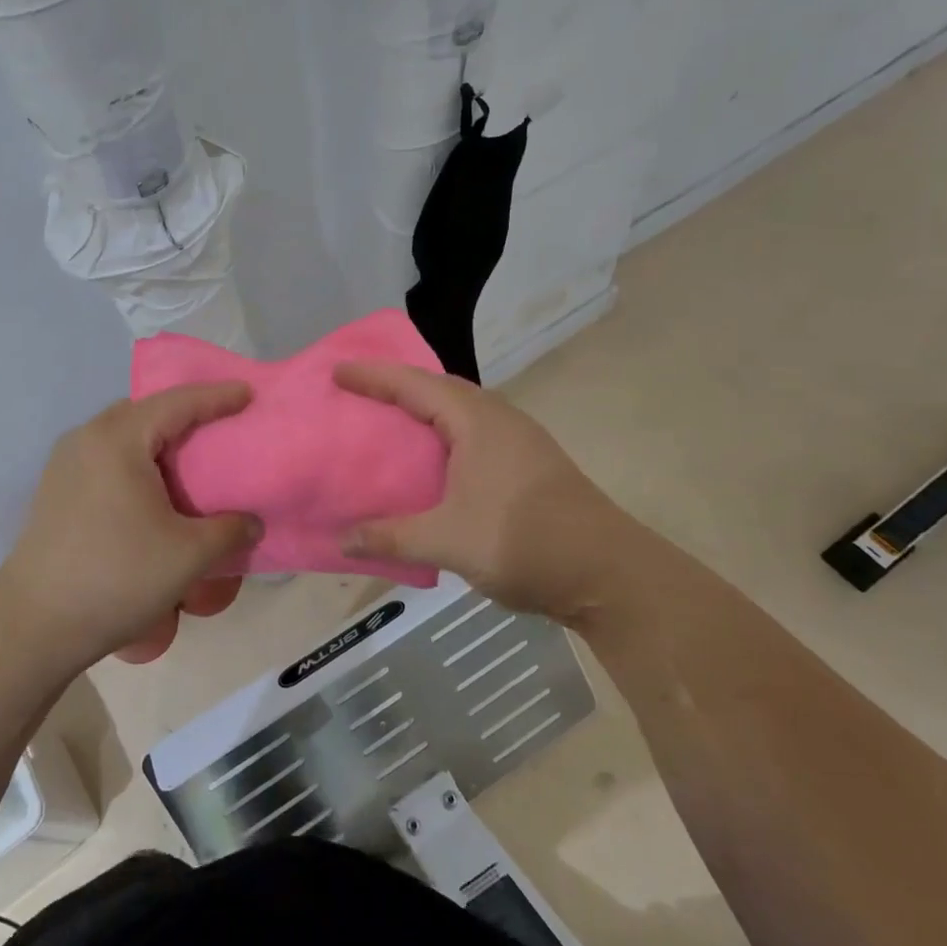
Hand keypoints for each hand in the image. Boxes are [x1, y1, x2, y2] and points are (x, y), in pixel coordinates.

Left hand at [0, 383, 260, 668]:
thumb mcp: (188, 556)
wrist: (35, 625)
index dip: (216, 397)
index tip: (248, 393)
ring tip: (190, 456)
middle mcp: (86, 438)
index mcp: (118, 440)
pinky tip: (153, 488)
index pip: (177, 403)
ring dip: (157, 438)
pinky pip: (106, 456)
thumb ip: (230, 531)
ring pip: (122, 434)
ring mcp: (65, 463)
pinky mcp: (56, 489)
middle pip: (145, 411)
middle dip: (185, 412)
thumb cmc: (117, 578)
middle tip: (221, 424)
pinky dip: (136, 458)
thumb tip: (252, 524)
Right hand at [333, 362, 653, 621]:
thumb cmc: (524, 541)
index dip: (373, 377)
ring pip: (459, 412)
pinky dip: (441, 437)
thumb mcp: (449, 541)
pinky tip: (430, 463)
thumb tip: (342, 541)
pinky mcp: (527, 465)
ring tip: (387, 423)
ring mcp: (518, 441)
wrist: (609, 573)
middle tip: (358, 393)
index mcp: (477, 421)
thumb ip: (392, 537)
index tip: (337, 372)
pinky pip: (471, 435)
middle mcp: (498, 419)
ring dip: (422, 412)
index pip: (415, 385)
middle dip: (397, 387)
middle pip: (439, 390)